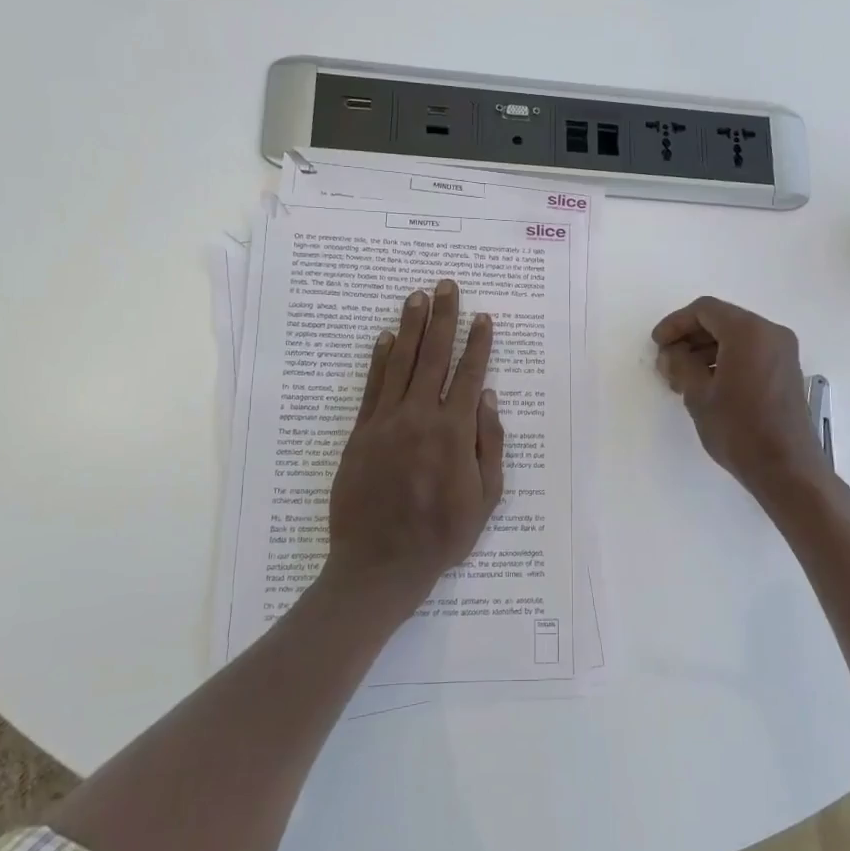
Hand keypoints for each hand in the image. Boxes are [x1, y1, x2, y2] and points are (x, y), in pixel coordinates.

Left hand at [325, 279, 504, 619]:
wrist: (379, 564)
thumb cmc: (441, 535)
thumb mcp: (485, 499)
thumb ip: (489, 445)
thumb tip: (488, 398)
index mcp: (454, 433)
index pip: (469, 375)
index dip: (478, 343)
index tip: (483, 317)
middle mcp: (419, 417)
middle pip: (434, 357)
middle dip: (444, 318)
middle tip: (447, 286)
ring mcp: (386, 422)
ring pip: (401, 363)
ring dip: (412, 327)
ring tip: (418, 296)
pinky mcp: (360, 433)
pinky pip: (372, 387)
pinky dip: (380, 359)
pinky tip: (387, 337)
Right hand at [653, 296, 830, 505]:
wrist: (786, 468)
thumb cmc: (739, 429)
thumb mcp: (698, 395)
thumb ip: (680, 365)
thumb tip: (670, 353)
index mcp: (748, 332)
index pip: (705, 310)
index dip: (676, 323)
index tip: (658, 345)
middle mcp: (770, 332)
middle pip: (722, 320)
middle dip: (690, 337)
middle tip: (668, 362)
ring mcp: (782, 351)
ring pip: (736, 337)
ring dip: (706, 349)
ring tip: (683, 377)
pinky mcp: (786, 370)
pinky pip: (750, 351)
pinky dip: (726, 359)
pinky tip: (707, 383)